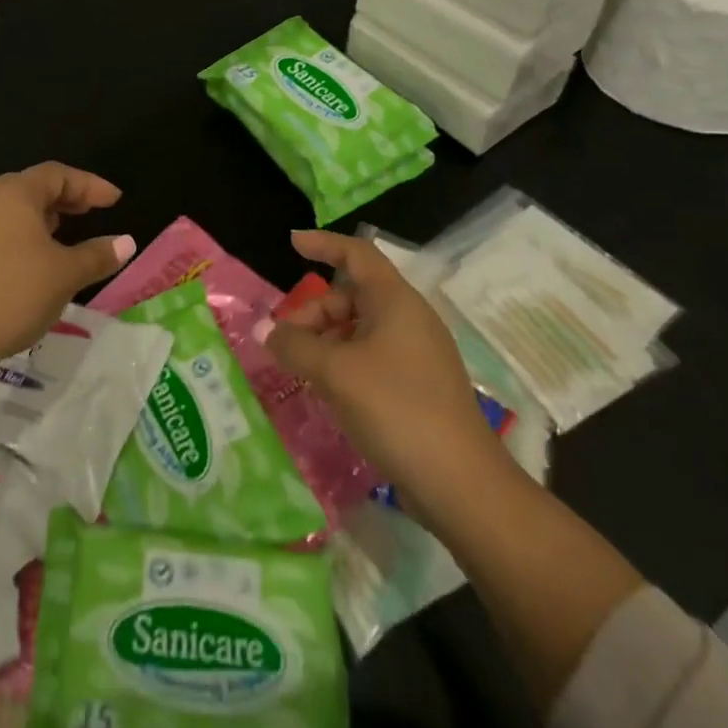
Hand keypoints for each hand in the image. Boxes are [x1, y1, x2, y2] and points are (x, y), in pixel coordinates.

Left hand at [0, 163, 135, 375]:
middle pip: (33, 188)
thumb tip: (127, 242)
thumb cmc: (11, 294)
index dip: (90, 184)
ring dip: (45, 219)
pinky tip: (36, 264)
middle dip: (67, 198)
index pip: (57, 174)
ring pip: (14, 212)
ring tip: (68, 236)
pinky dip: (25, 238)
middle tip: (94, 213)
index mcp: (13, 193)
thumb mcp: (64, 275)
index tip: (116, 200)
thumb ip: (97, 255)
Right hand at [259, 230, 506, 503]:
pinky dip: (342, 363)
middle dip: (313, 312)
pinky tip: (326, 391)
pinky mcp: (416, 387)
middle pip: (351, 296)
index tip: (292, 243)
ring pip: (359, 330)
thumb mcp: (335, 372)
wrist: (460, 483)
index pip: (357, 255)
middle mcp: (409, 320)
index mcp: (396, 302)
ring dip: (325, 342)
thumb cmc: (397, 409)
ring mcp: (416, 355)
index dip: (324, 244)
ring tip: (300, 370)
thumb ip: (295, 346)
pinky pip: (370, 358)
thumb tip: (267, 332)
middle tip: (283, 342)